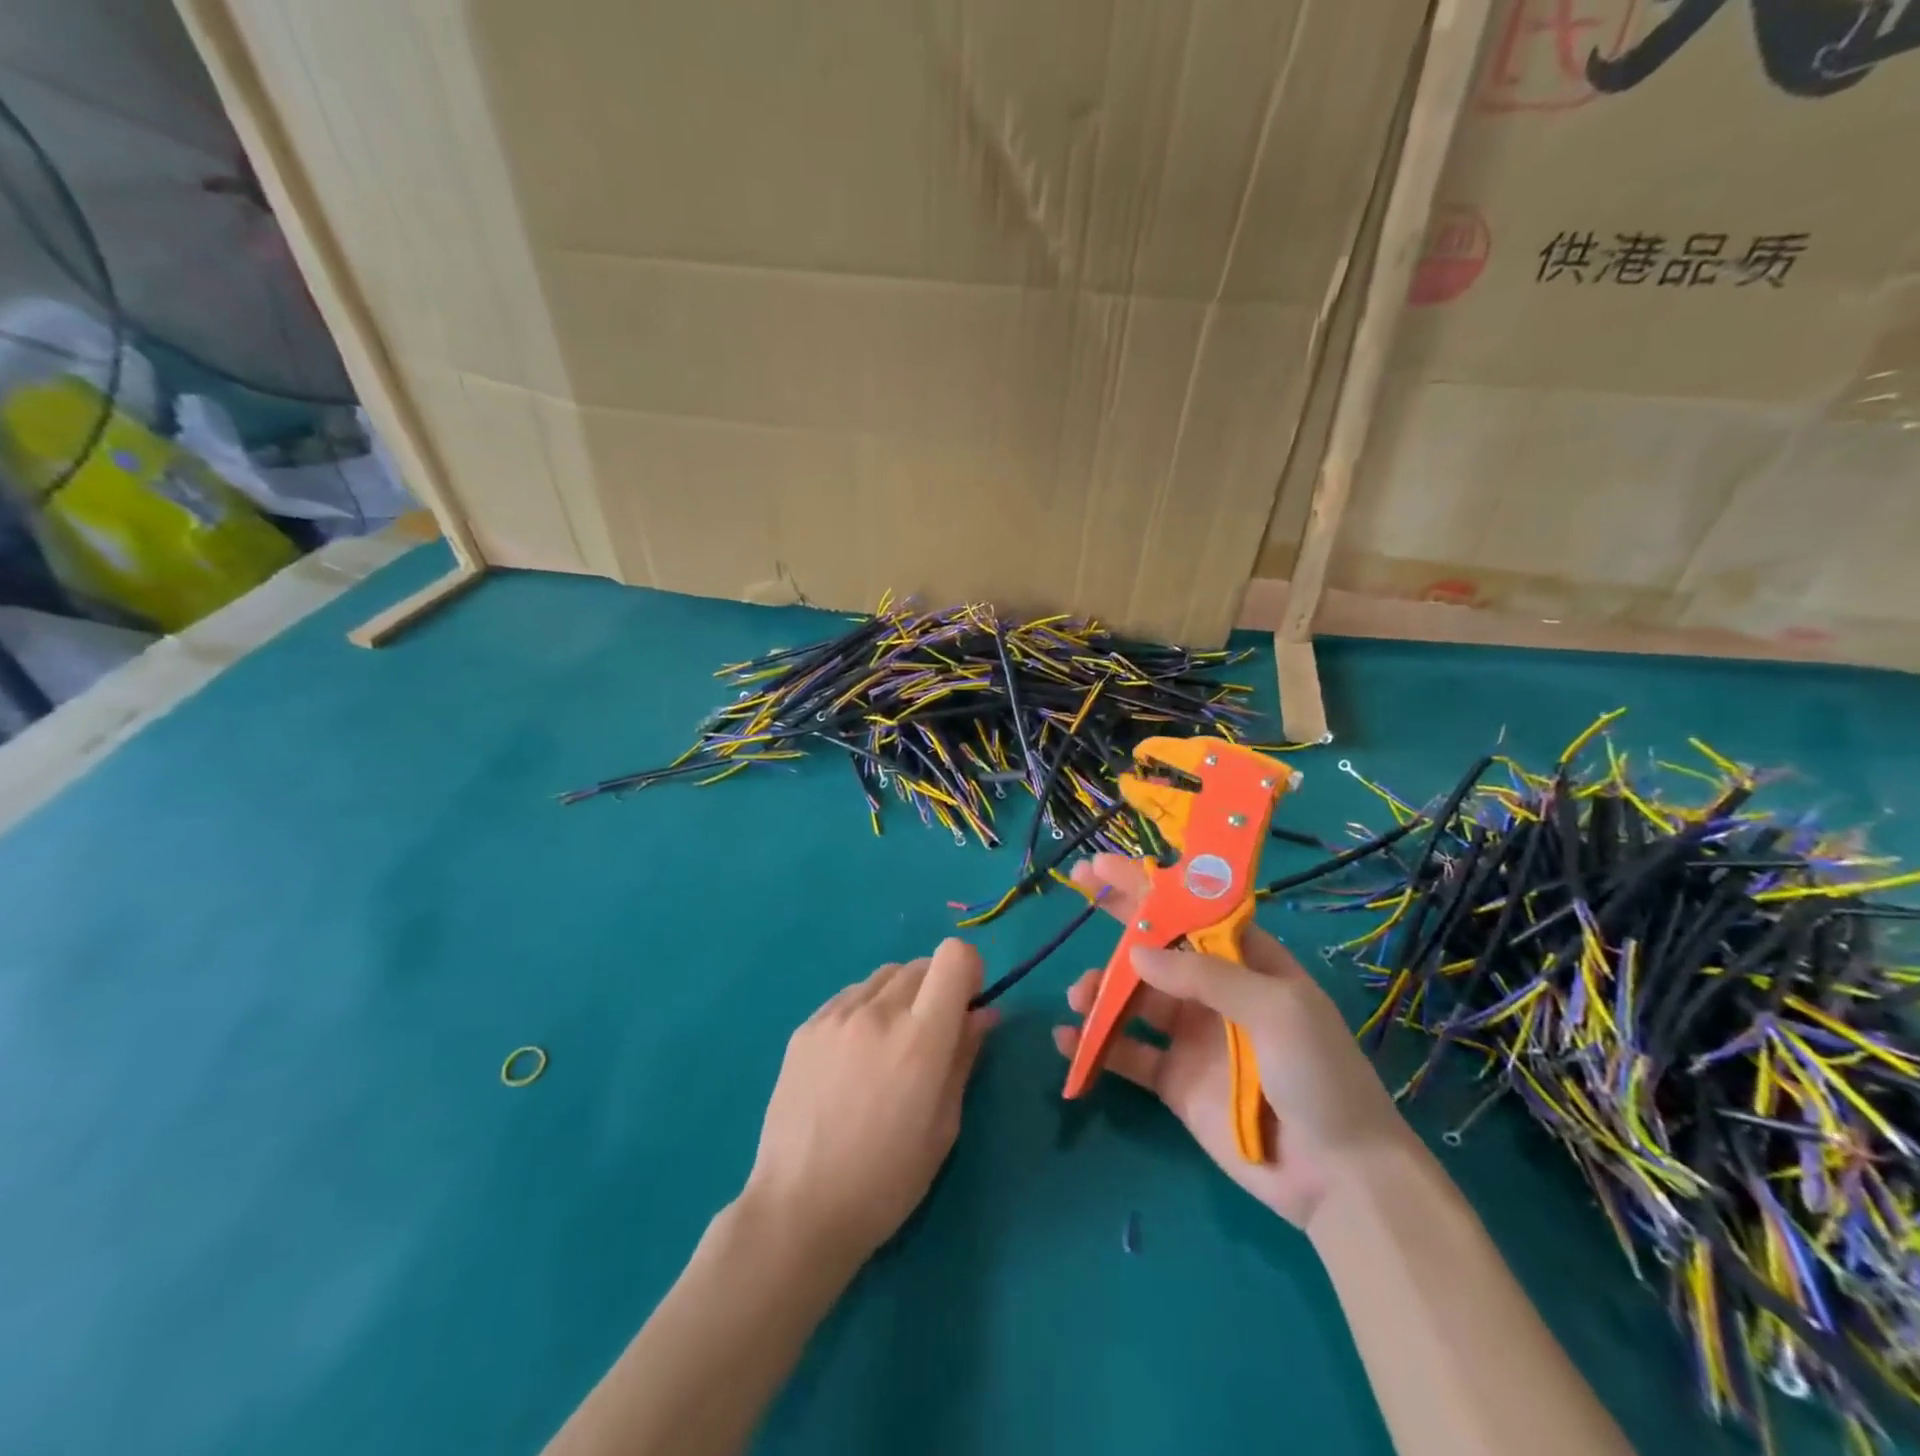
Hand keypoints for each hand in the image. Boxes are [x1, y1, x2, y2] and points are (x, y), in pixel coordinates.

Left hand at [744, 939, 995, 1266]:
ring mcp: (836, 1015)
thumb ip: (964, 1056)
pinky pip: (849, 997)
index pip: (954, 956)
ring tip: (886, 1049)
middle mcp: (878, 1012)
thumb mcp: (944, 1125)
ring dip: (899, 997)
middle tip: (928, 1038)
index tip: (965, 1007)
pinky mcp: (805, 1027)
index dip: (968, 973)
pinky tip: (852, 1059)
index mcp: (920, 1038)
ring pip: (884, 977)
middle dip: (936, 989)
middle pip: (921, 965)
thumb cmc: (887, 1180)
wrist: (799, 1209)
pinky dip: (864, 1011)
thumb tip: (983, 1012)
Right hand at [1052, 854, 1413, 1228]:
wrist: (1339, 1178)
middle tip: (1080, 889)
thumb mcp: (1276, 1009)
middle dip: (1119, 919)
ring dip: (1102, 989)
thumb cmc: (1320, 1075)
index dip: (1150, 885)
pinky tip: (1067, 1039)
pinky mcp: (1175, 1080)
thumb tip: (1136, 953)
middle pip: (1158, 946)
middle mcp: (1216, 992)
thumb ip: (1204, 976)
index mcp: (1247, 962)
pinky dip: (1096, 1044)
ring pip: (1135, 998)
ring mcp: (1193, 1036)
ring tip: (1080, 994)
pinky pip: (1128, 1053)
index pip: (1192, 911)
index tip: (1106, 865)